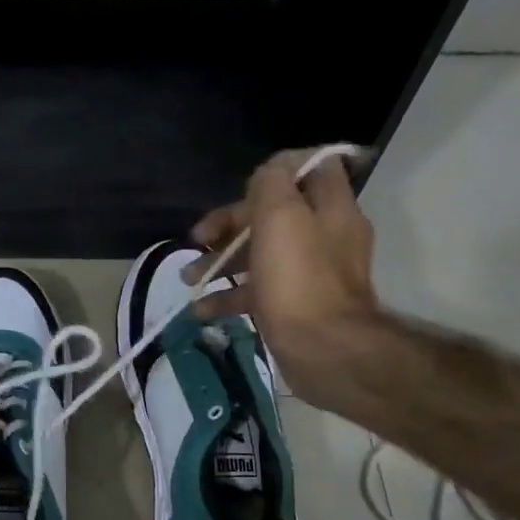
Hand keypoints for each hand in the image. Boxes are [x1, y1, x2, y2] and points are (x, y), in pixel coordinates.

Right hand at [186, 150, 381, 403]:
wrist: (325, 351)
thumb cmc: (300, 279)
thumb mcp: (281, 217)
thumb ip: (272, 184)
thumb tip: (268, 171)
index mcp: (330, 209)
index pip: (315, 169)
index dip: (279, 169)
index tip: (243, 184)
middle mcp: (325, 237)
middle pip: (274, 215)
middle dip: (231, 224)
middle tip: (199, 239)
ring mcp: (309, 275)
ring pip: (261, 255)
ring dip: (222, 261)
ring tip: (190, 277)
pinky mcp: (294, 307)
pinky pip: (258, 293)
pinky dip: (230, 297)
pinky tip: (203, 309)